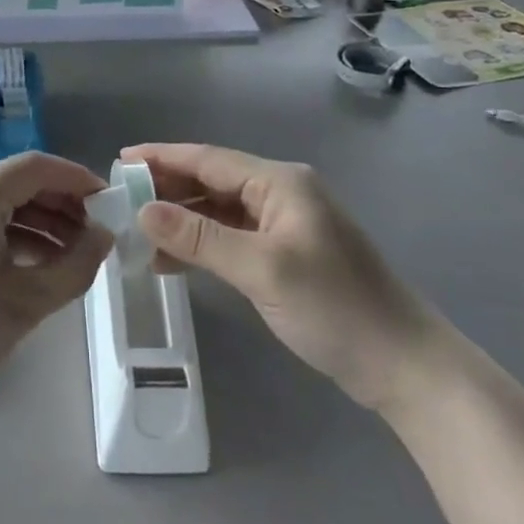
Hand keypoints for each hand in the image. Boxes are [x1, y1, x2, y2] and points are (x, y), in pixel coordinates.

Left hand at [0, 152, 112, 419]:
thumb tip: (105, 236)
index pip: (33, 167)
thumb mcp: (27, 302)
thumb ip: (76, 265)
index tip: (110, 202)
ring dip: (39, 223)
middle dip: (60, 204)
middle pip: (16, 184)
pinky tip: (40, 264)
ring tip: (76, 254)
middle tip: (97, 234)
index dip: (75, 178)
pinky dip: (13, 238)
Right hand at [125, 144, 446, 411]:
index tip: (119, 161)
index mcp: (279, 182)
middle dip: (167, 189)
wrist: (405, 366)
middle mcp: (280, 193)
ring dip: (182, 220)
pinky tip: (173, 261)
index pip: (208, 159)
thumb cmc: (334, 307)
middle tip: (122, 202)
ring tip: (138, 234)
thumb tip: (144, 210)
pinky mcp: (286, 256)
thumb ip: (200, 237)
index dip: (161, 157)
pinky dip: (202, 245)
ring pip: (219, 211)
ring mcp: (285, 226)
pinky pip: (232, 238)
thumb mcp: (262, 269)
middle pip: (212, 181)